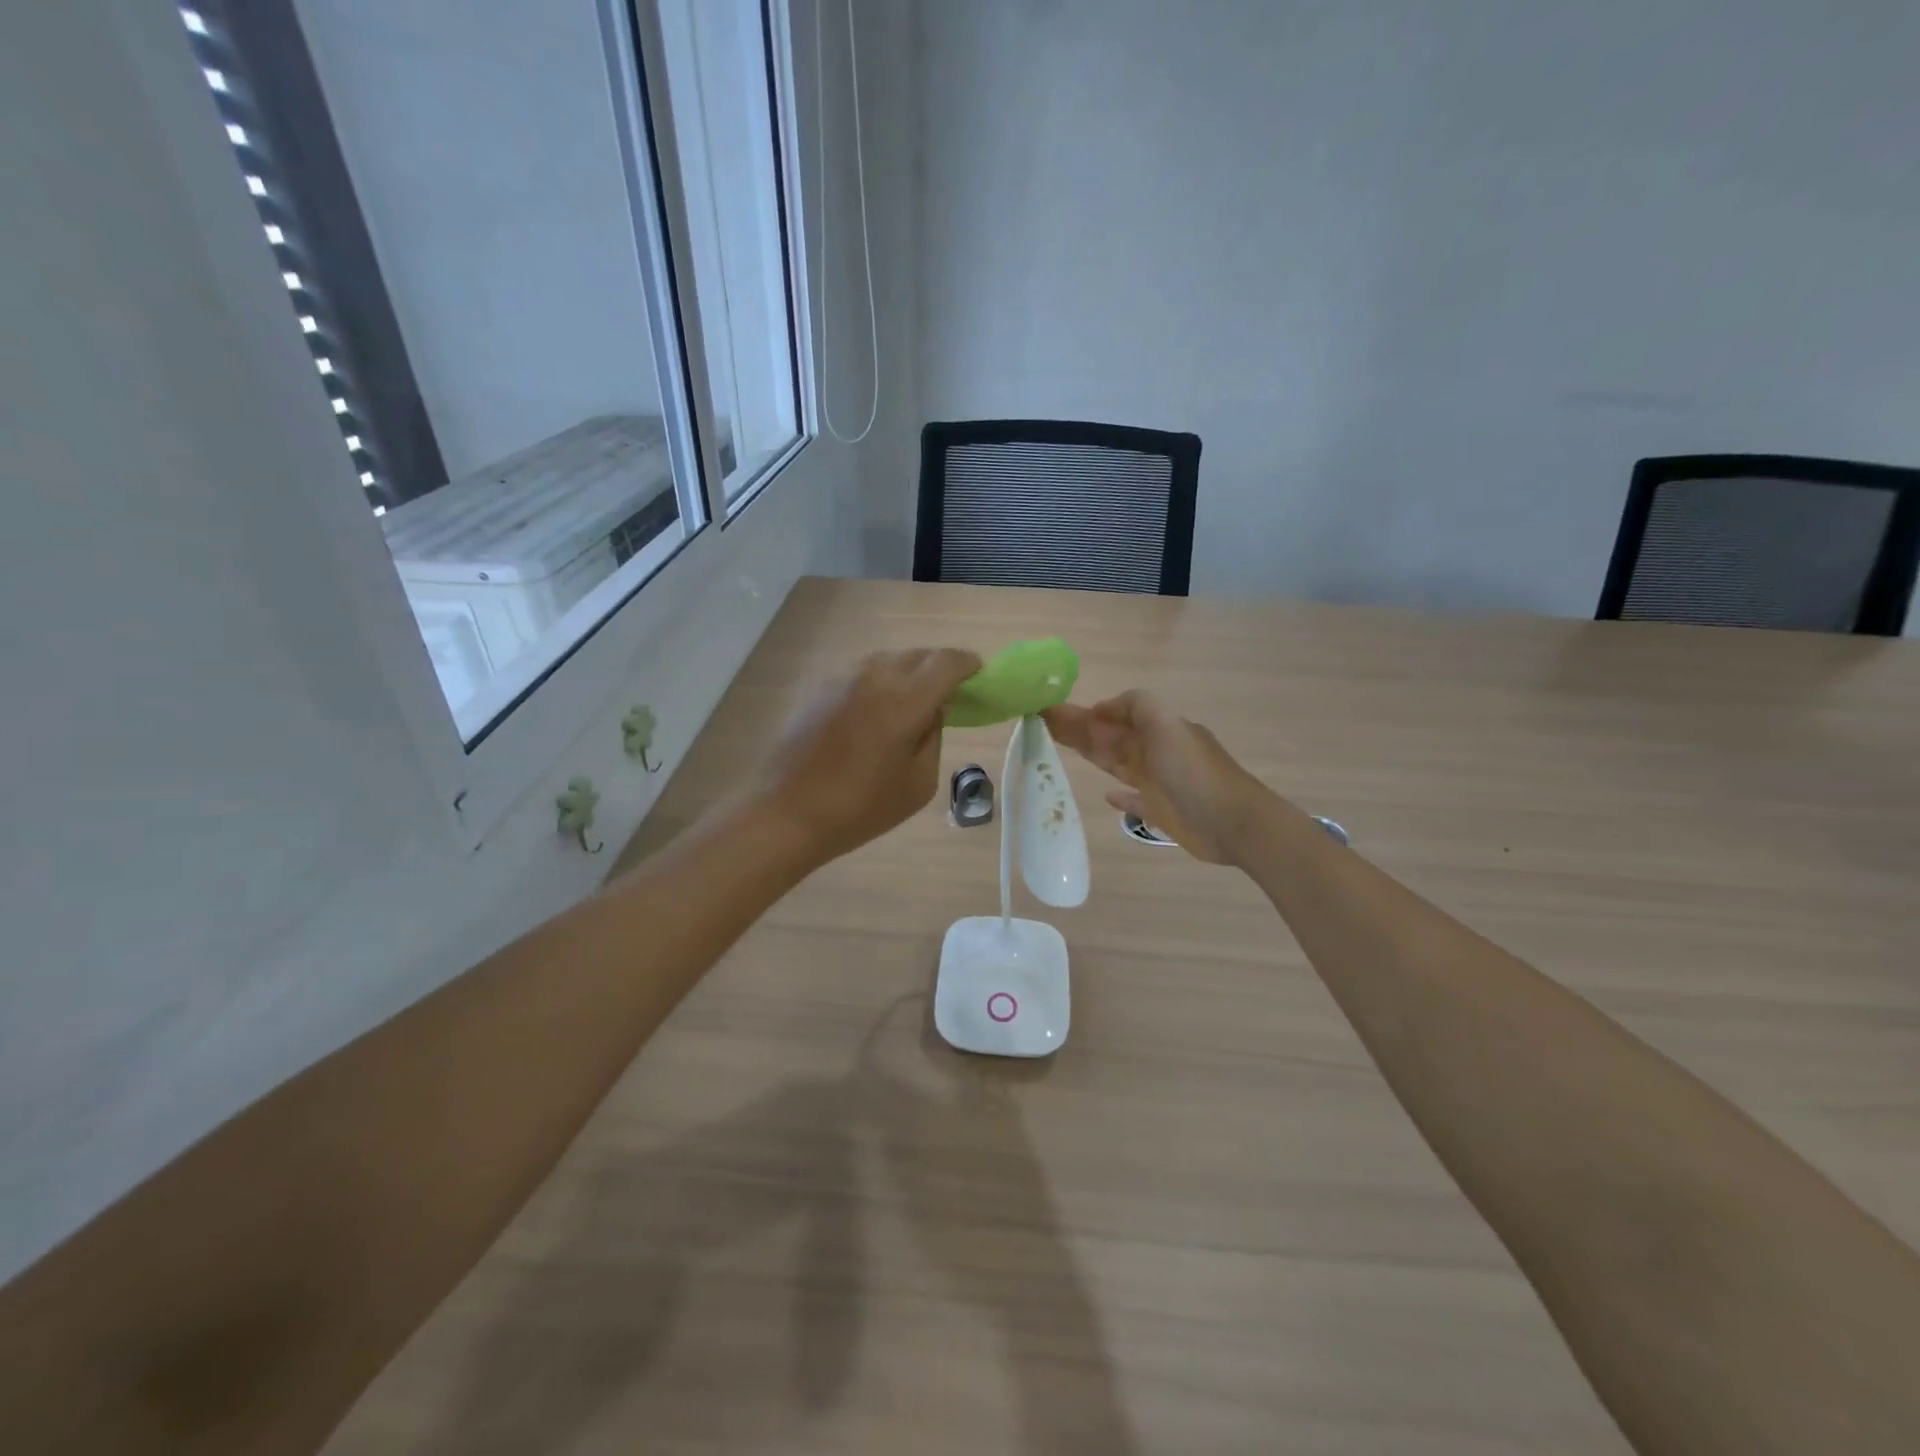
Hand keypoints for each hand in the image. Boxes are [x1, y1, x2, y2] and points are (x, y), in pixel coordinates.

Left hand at [759, 647, 981, 865]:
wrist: (786, 812)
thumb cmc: (860, 808)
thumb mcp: (918, 783)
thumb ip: (933, 736)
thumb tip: (932, 709)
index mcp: (905, 699)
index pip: (947, 662)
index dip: (969, 664)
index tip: (979, 675)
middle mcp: (874, 676)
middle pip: (918, 655)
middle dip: (941, 667)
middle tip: (951, 692)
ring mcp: (843, 677)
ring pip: (888, 659)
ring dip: (910, 672)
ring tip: (915, 701)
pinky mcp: (820, 687)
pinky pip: (863, 672)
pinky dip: (882, 681)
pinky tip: (878, 711)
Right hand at [1044, 690, 1265, 863]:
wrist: (1235, 823)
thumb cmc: (1195, 774)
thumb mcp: (1168, 726)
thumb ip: (1137, 706)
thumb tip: (1101, 707)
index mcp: (1158, 729)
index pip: (1113, 716)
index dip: (1085, 714)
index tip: (1053, 713)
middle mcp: (1156, 752)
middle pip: (1111, 738)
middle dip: (1080, 731)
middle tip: (1043, 726)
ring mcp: (1159, 783)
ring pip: (1117, 764)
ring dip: (1092, 755)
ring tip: (1061, 751)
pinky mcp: (1161, 812)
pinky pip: (1135, 800)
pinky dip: (1120, 796)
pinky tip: (1106, 795)